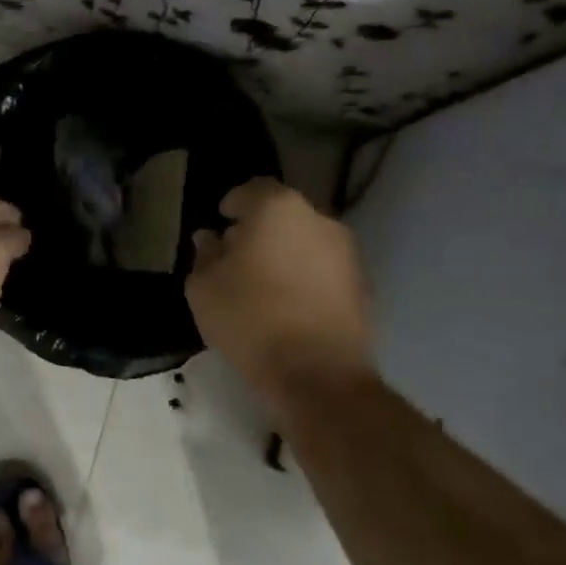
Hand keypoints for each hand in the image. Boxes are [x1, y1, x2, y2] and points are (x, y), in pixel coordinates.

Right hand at [187, 179, 373, 399]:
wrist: (318, 375)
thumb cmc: (250, 319)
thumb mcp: (204, 287)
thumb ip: (204, 255)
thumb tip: (210, 238)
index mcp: (278, 208)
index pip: (252, 189)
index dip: (233, 204)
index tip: (220, 223)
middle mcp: (319, 219)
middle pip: (282, 214)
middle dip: (259, 229)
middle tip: (237, 256)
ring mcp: (346, 253)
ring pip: (305, 241)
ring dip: (284, 254)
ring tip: (261, 284)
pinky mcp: (361, 285)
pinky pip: (322, 270)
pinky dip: (305, 277)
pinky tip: (287, 304)